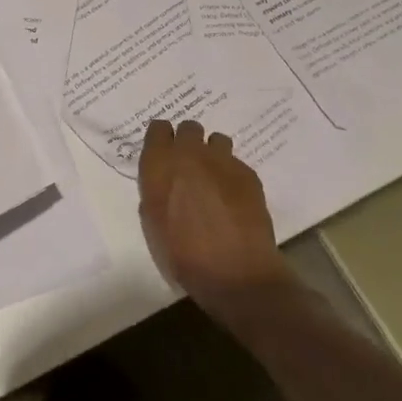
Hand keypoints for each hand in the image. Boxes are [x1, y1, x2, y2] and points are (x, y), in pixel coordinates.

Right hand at [138, 118, 294, 321]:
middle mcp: (190, 154)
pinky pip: (236, 163)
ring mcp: (222, 160)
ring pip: (216, 140)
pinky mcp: (248, 173)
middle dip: (188, 142)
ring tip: (214, 179)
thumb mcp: (153, 223)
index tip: (163, 154)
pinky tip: (233, 198)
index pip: (158, 128)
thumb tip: (164, 182)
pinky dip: (232, 175)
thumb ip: (155, 192)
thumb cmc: (183, 254)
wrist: (235, 272)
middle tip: (189, 167)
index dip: (161, 140)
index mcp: (160, 164)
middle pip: (189, 127)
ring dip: (212, 154)